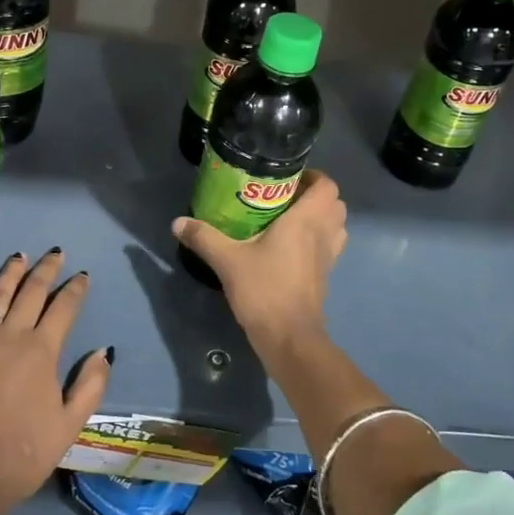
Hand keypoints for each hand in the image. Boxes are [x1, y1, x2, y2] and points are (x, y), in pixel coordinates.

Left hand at [0, 251, 111, 512]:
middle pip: (31, 293)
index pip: (63, 309)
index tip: (82, 275)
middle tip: (55, 254)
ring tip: (19, 256)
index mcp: (42, 352)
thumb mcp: (70, 425)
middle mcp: (9, 337)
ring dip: (10, 274)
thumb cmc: (24, 454)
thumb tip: (103, 350)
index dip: (75, 289)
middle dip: (46, 270)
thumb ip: (90, 384)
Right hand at [171, 170, 347, 350]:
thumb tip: (178, 222)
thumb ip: (204, 237)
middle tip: (285, 196)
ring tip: (289, 219)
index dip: (314, 176)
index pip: (327, 186)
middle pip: (335, 204)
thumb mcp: (227, 260)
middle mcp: (323, 234)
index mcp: (306, 221)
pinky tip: (288, 247)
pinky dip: (317, 240)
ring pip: (335, 226)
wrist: (289, 338)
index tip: (288, 177)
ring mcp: (328, 257)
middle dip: (315, 196)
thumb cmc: (264, 290)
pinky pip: (329, 247)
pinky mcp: (325, 276)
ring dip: (320, 218)